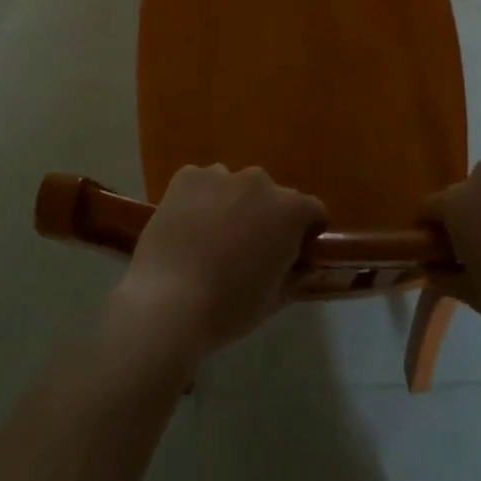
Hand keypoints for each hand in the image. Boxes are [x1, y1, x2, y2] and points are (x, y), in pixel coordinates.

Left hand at [108, 165, 325, 371]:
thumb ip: (295, 275)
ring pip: (234, 187)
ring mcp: (220, 174)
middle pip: (271, 195)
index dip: (306, 232)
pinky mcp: (187, 175)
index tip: (293, 253)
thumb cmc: (229, 307)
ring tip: (211, 238)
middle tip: (247, 249)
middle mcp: (258, 182)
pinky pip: (201, 183)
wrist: (168, 299)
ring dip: (231, 205)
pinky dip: (199, 199)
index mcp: (289, 210)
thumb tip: (303, 265)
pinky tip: (186, 228)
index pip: (312, 211)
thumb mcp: (275, 299)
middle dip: (265, 216)